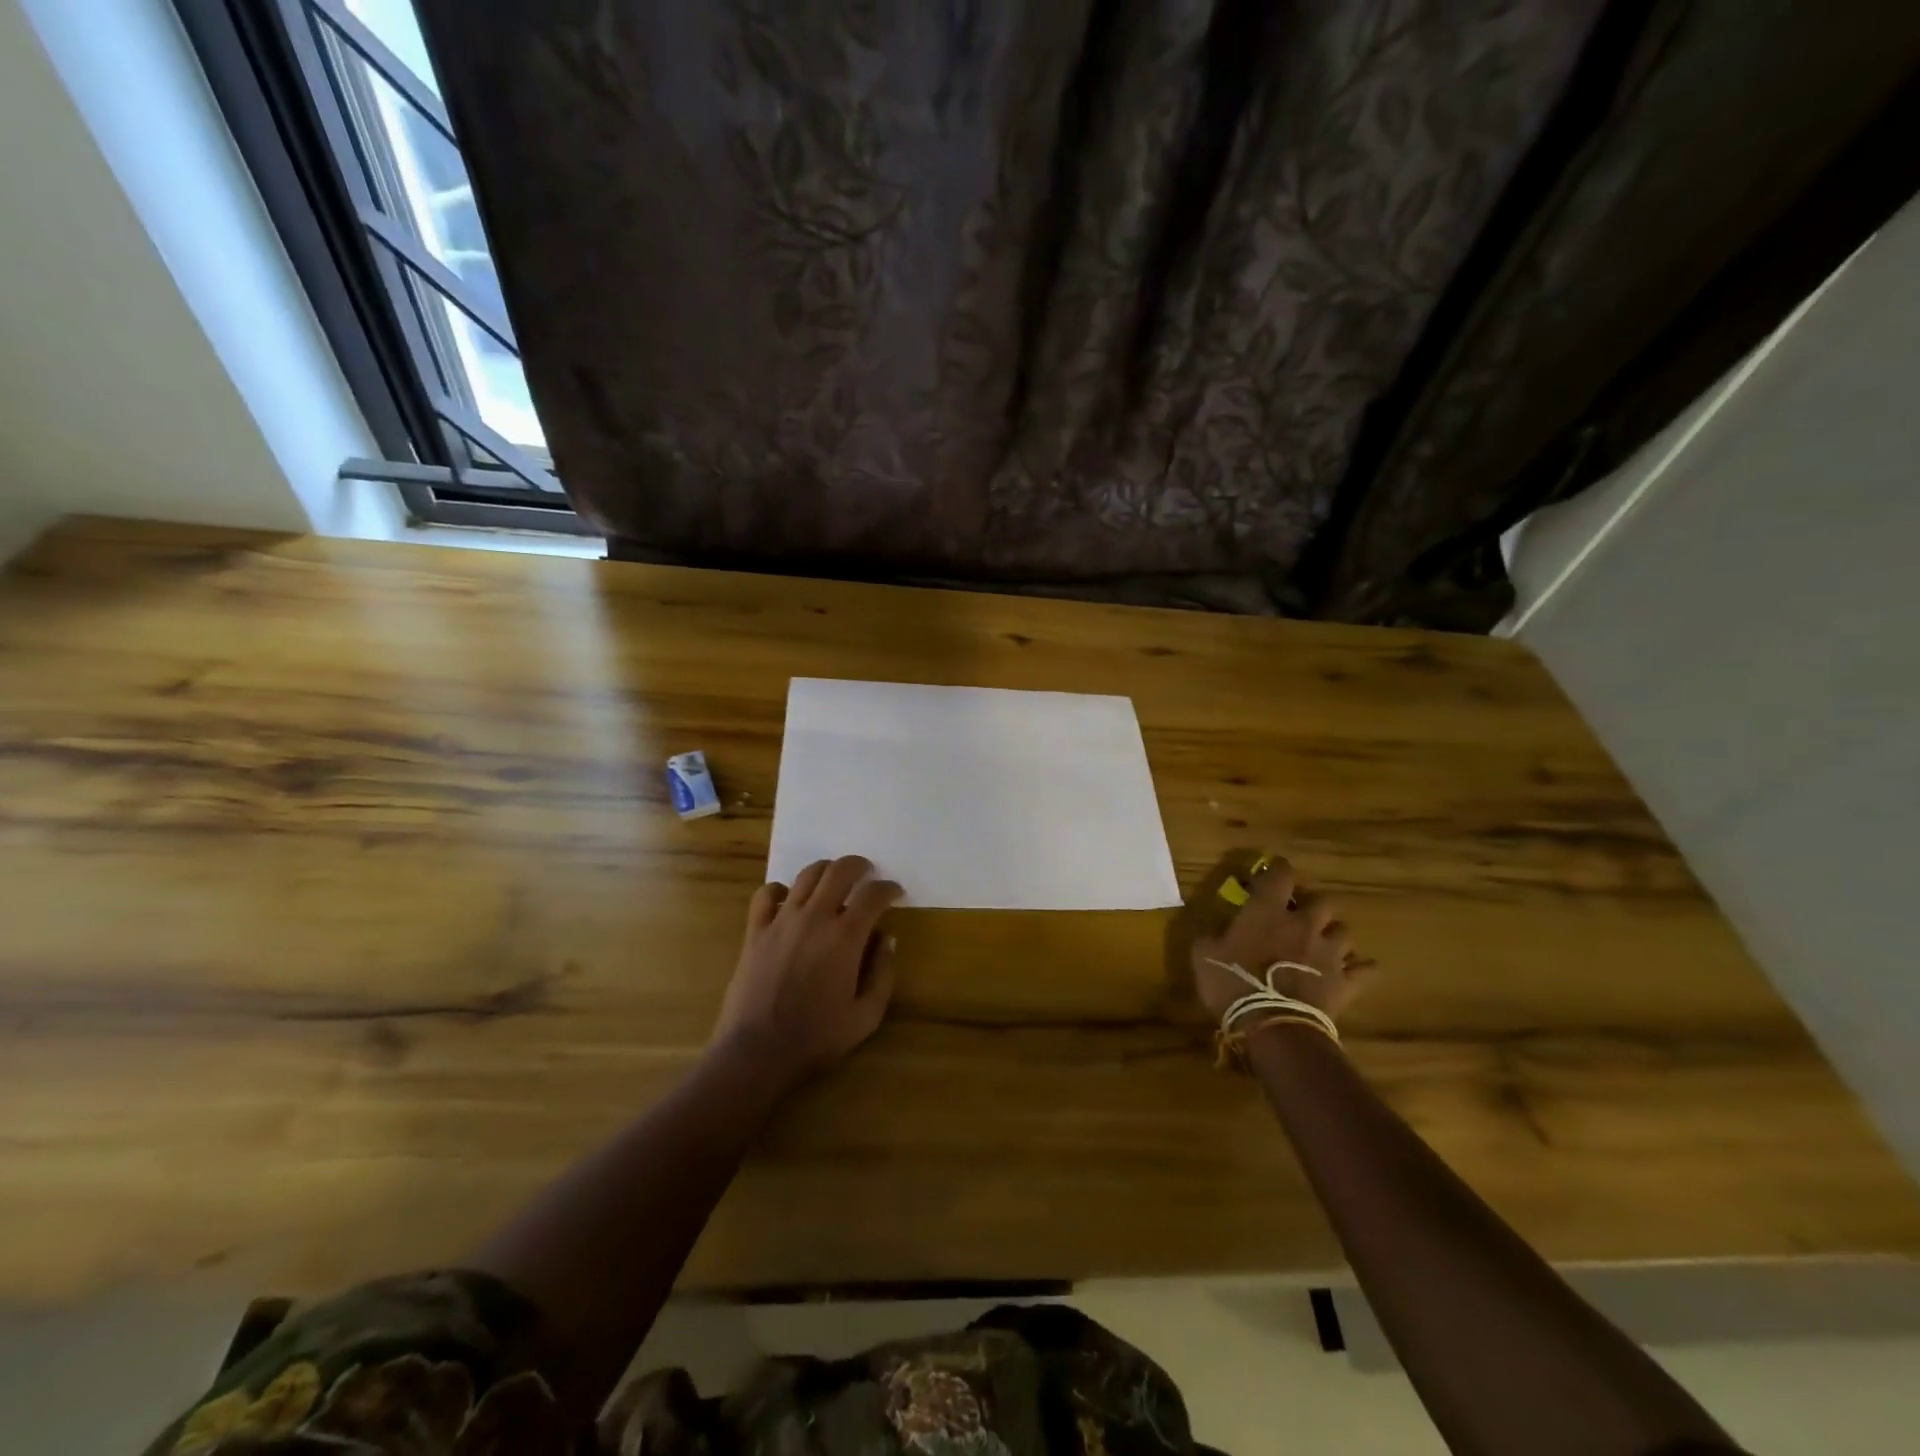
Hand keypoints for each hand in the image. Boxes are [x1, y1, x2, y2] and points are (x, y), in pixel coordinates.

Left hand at [712, 855, 902, 1086]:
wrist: (757, 1051)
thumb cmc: (816, 1038)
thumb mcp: (866, 1016)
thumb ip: (882, 974)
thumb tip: (887, 940)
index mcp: (845, 937)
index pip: (873, 895)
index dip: (889, 888)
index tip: (895, 893)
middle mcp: (815, 917)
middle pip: (839, 871)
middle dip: (858, 866)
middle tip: (867, 873)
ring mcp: (781, 921)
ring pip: (806, 875)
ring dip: (825, 870)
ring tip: (833, 879)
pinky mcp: (755, 931)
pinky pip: (766, 895)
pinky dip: (780, 889)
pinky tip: (788, 898)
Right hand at [1191, 856, 1375, 1029]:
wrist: (1273, 1027)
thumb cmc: (1232, 983)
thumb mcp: (1204, 954)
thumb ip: (1212, 935)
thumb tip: (1215, 930)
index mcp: (1268, 910)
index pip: (1281, 874)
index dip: (1279, 869)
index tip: (1273, 871)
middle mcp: (1304, 924)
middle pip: (1322, 901)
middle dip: (1312, 905)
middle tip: (1300, 915)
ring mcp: (1329, 952)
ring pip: (1344, 931)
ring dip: (1333, 935)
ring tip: (1323, 944)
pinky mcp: (1346, 982)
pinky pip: (1366, 970)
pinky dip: (1361, 969)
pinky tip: (1355, 971)